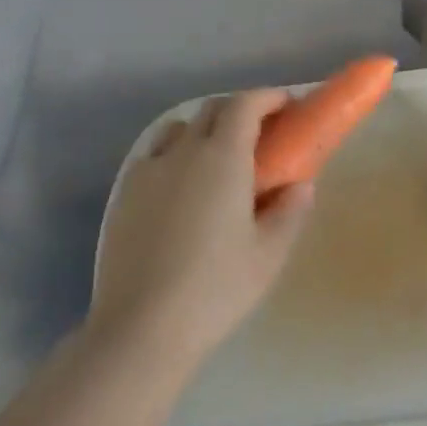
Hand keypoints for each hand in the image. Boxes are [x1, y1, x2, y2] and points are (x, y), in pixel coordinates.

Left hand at [89, 90, 315, 371]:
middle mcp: (184, 151)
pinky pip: (154, 155)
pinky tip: (181, 187)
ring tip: (218, 158)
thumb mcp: (268, 255)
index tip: (287, 105)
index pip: (245, 105)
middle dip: (240, 110)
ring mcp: (149, 170)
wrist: (141, 327)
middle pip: (212, 109)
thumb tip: (301, 185)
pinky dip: (175, 154)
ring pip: (179, 129)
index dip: (268, 97)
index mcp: (223, 158)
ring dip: (204, 129)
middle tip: (261, 133)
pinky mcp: (125, 193)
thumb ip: (290, 211)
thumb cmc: (216, 288)